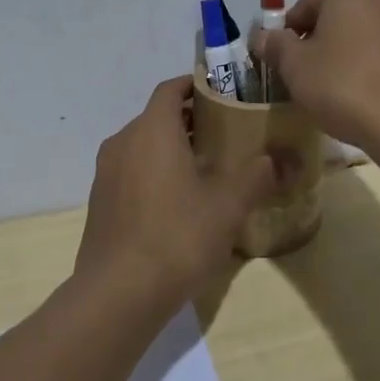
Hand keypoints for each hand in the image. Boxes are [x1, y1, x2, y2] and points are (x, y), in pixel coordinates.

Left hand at [77, 77, 286, 304]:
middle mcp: (123, 142)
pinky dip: (153, 172)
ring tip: (205, 169)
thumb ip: (257, 174)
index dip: (195, 85)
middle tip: (225, 135)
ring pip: (142, 145)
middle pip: (157, 117)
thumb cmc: (177, 236)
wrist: (118, 295)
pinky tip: (177, 203)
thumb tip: (280, 158)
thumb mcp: (228, 205)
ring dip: (171, 148)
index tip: (222, 94)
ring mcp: (106, 174)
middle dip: (189, 120)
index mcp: (152, 130)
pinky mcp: (99, 203)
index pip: (170, 89)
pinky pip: (130, 172)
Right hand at [253, 0, 379, 152]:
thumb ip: (275, 46)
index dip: (286, 37)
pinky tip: (358, 100)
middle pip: (334, 20)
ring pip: (359, 39)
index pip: (304, 7)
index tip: (280, 64)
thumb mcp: (295, 65)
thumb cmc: (343, 83)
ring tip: (330, 94)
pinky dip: (366, 72)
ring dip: (341, 59)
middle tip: (302, 79)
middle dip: (316, 45)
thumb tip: (262, 37)